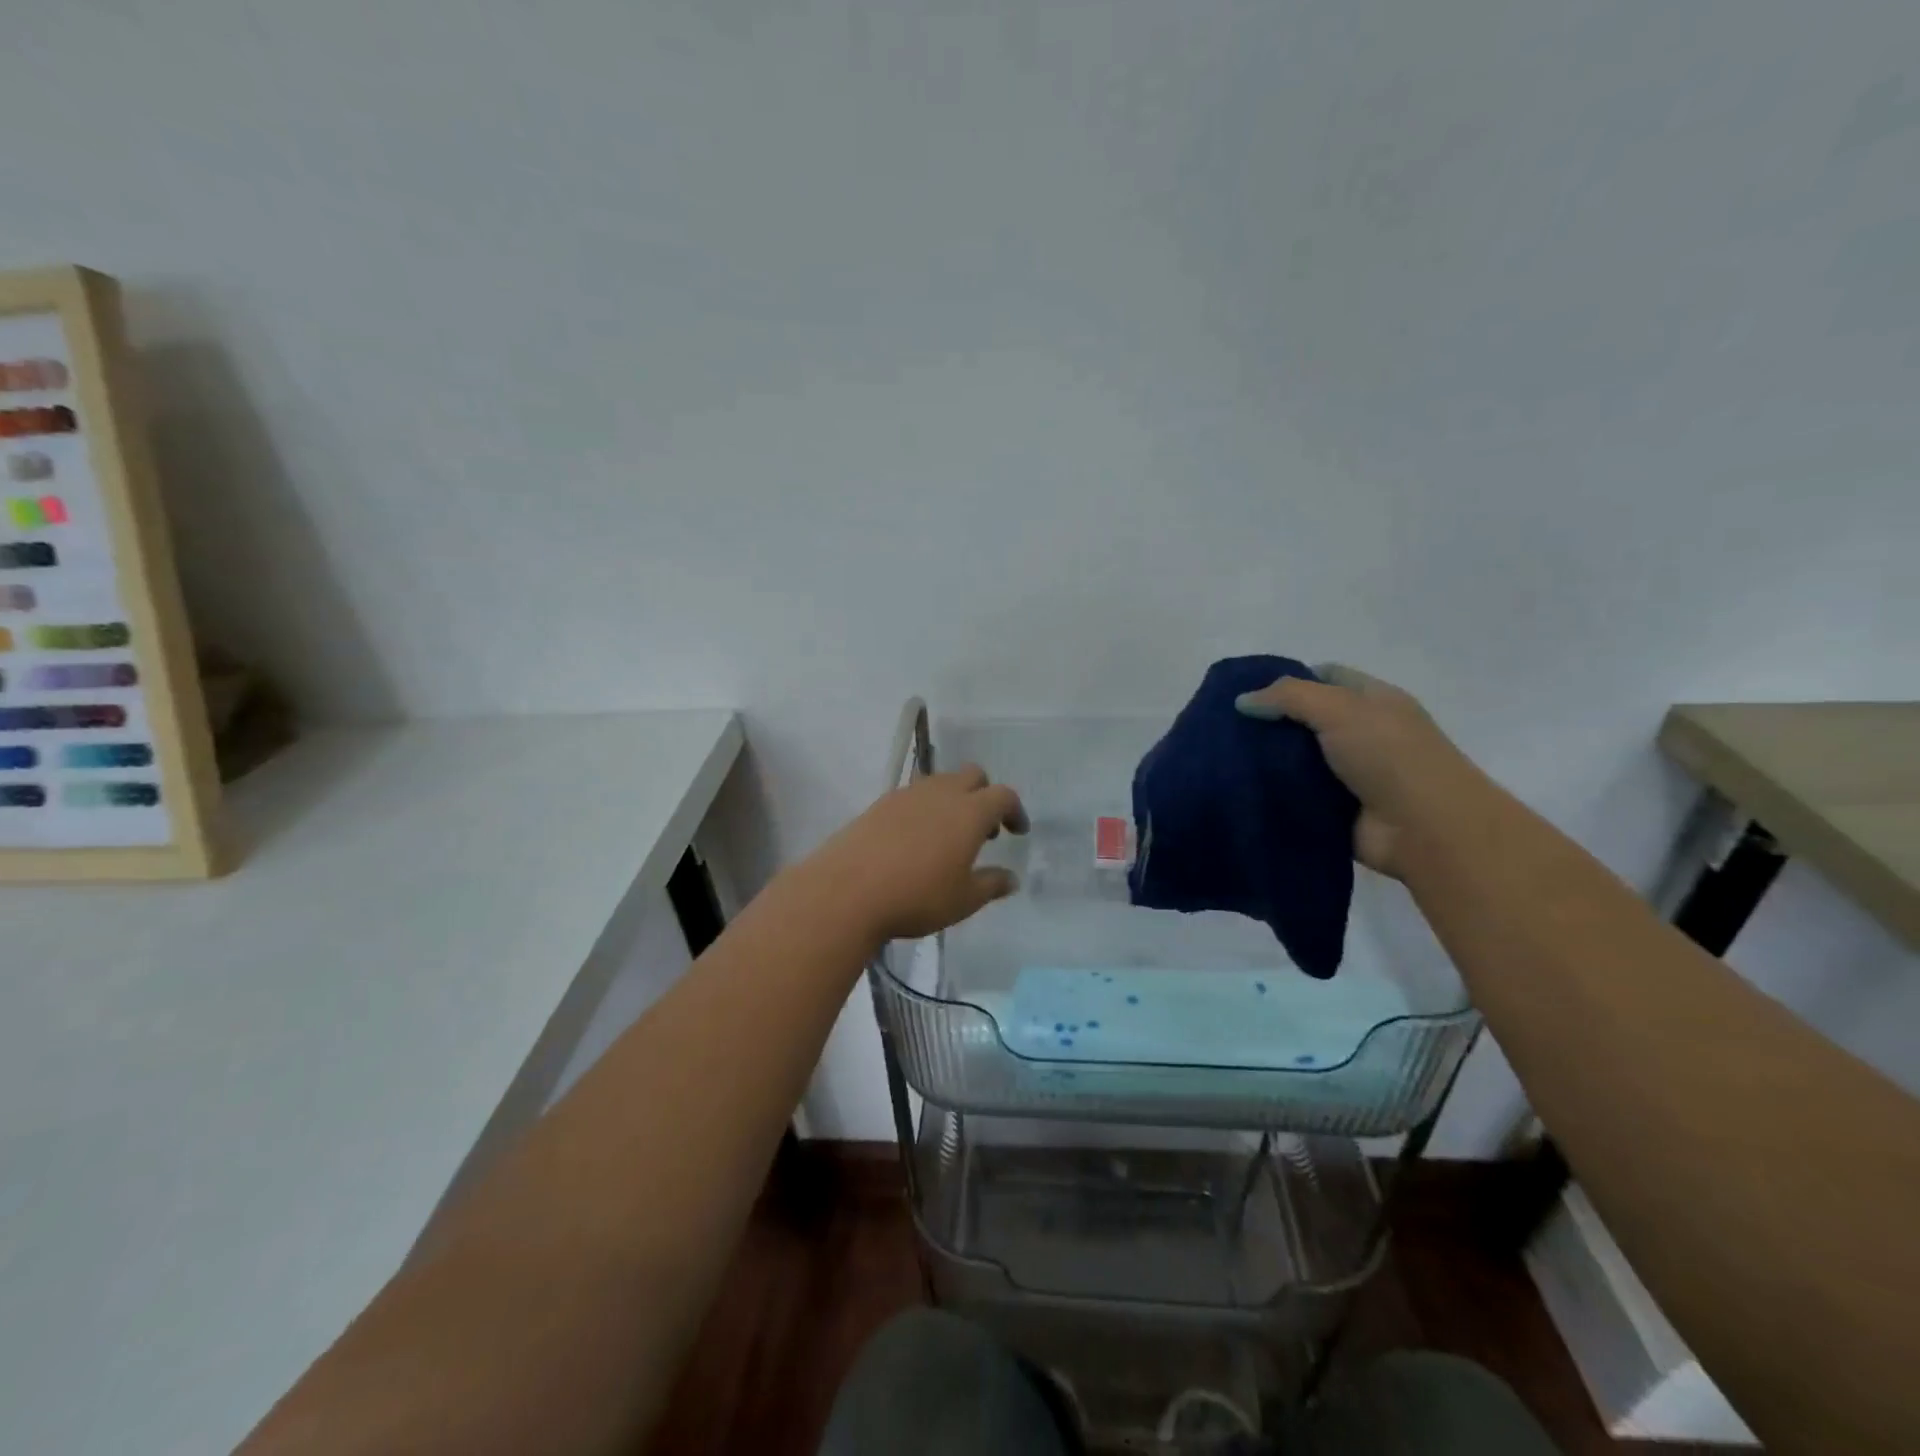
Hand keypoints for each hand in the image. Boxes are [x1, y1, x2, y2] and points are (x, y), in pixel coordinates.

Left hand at [807, 765, 1029, 944]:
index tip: (1017, 832)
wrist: (847, 891)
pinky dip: (925, 808)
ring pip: (940, 782)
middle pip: (972, 776)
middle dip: (985, 795)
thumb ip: (992, 885)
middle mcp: (941, 793)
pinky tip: (915, 840)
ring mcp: (907, 794)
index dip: (1015, 811)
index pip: (1003, 795)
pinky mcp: (880, 804)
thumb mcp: (963, 900)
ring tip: (948, 836)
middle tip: (984, 830)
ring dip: (954, 800)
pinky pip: (913, 795)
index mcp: (970, 811)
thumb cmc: (917, 896)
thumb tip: (1011, 878)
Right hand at [1235, 664, 1488, 878]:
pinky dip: (1273, 793)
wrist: (1427, 830)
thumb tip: (1242, 701)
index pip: (1325, 677)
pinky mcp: (1335, 809)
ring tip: (1221, 758)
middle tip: (1223, 726)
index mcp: (1372, 701)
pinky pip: (1296, 794)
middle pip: (1305, 719)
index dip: (1287, 679)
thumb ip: (1289, 697)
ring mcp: (1348, 774)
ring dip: (1266, 761)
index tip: (1245, 691)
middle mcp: (1361, 733)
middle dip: (1269, 722)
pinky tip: (1239, 789)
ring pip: (1296, 759)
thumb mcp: (1341, 709)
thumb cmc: (1391, 756)